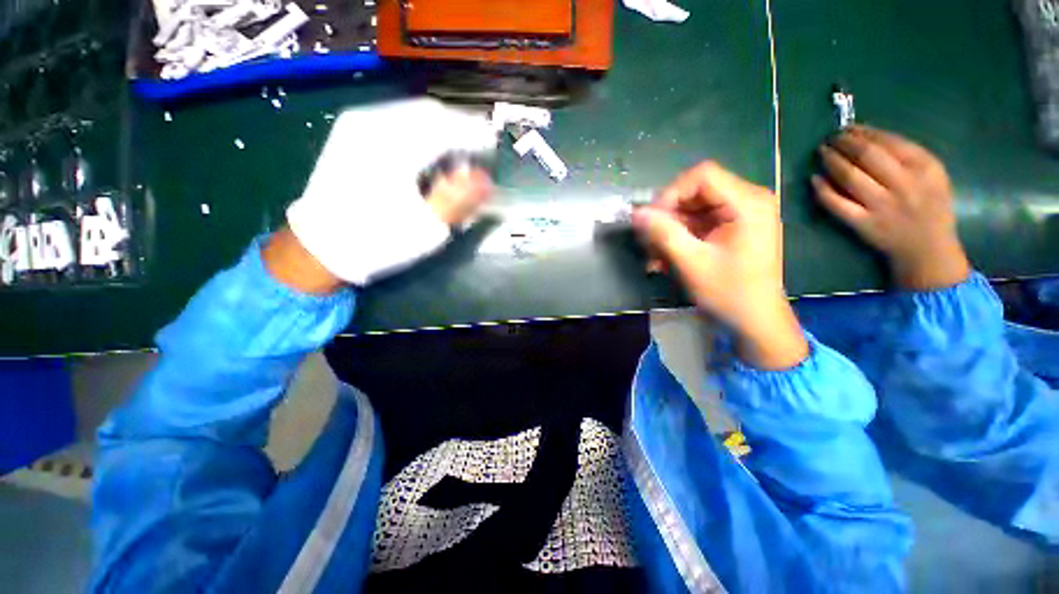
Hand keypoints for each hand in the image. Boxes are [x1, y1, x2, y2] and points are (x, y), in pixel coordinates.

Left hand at [286, 97, 496, 285]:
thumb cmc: (378, 240)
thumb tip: (486, 180)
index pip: (448, 127)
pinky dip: (420, 133)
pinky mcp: (352, 132)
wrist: (321, 246)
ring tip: (452, 161)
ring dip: (441, 132)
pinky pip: (397, 119)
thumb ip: (459, 200)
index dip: (476, 136)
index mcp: (395, 148)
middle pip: (432, 113)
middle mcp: (375, 124)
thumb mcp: (426, 228)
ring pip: (414, 114)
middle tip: (474, 158)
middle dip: (459, 131)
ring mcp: (359, 124)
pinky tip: (425, 157)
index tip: (493, 150)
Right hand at [633, 162, 807, 369]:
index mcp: (748, 203)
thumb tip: (636, 213)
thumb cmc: (729, 293)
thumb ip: (663, 233)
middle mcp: (748, 201)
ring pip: (693, 208)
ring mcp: (741, 215)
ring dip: (670, 230)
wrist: (756, 322)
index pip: (701, 176)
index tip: (652, 221)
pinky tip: (668, 258)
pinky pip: (699, 223)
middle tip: (650, 242)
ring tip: (656, 256)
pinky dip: (680, 238)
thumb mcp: (691, 263)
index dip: (671, 194)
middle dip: (668, 216)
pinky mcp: (733, 228)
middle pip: (696, 191)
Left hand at [813, 126, 969, 290]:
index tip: (848, 128)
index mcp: (925, 167)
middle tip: (831, 138)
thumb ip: (907, 155)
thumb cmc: (929, 206)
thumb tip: (867, 135)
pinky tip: (814, 179)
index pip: (888, 142)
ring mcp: (882, 206)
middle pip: (867, 156)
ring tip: (822, 151)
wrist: (926, 248)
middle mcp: (905, 184)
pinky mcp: (864, 224)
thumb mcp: (932, 174)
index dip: (863, 132)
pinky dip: (822, 190)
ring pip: (850, 176)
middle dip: (844, 143)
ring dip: (831, 161)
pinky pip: (837, 204)